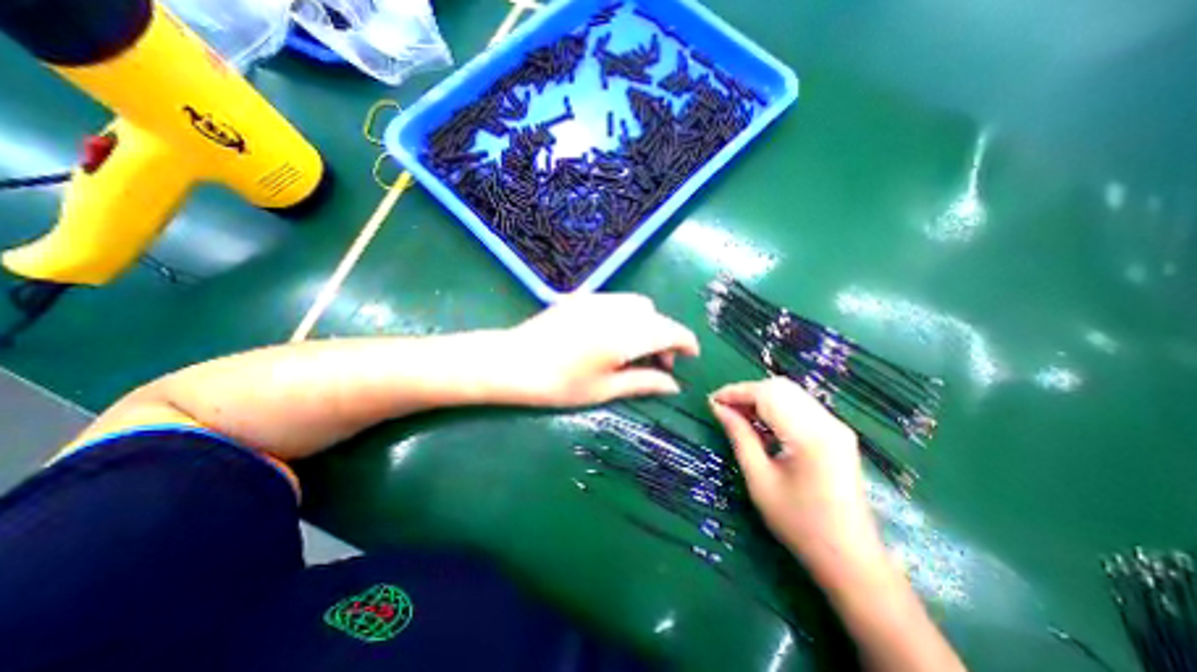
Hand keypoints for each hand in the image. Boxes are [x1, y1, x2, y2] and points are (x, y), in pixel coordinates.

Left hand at [499, 294, 701, 410]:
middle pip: (655, 317)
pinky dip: (628, 316)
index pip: (670, 331)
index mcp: (626, 334)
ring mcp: (599, 299)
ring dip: (647, 325)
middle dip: (665, 337)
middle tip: (658, 364)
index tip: (691, 357)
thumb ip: (644, 383)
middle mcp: (617, 309)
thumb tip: (674, 385)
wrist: (512, 362)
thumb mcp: (605, 389)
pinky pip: (618, 302)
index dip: (686, 342)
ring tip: (635, 350)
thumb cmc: (560, 384)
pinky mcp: (584, 297)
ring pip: (638, 306)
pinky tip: (613, 336)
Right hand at [704, 378, 882, 565]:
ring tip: (737, 414)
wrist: (851, 559)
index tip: (711, 400)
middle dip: (747, 392)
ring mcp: (836, 426)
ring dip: (760, 398)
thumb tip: (718, 408)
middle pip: (780, 388)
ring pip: (790, 393)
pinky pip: (800, 406)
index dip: (736, 392)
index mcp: (810, 436)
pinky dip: (775, 407)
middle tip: (723, 408)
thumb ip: (740, 437)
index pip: (767, 394)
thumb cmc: (799, 524)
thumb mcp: (760, 480)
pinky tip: (760, 423)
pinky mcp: (837, 433)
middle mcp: (828, 423)